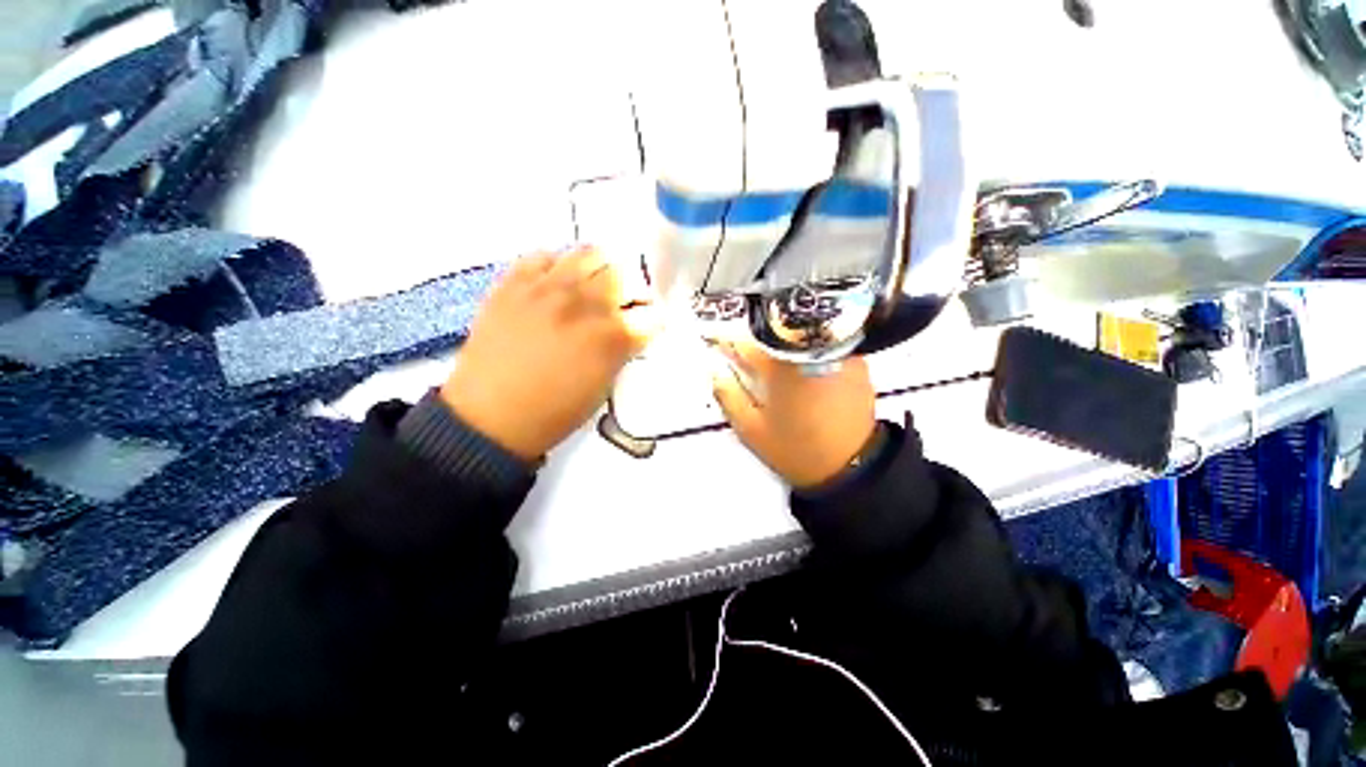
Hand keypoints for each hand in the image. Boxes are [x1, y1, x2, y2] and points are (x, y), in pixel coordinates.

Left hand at [441, 247, 655, 459]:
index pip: (651, 314)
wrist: (489, 417)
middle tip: (623, 305)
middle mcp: (585, 304)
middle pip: (625, 275)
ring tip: (592, 287)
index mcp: (611, 337)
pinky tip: (556, 284)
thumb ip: (621, 351)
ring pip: (589, 254)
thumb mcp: (603, 388)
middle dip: (632, 291)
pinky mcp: (514, 283)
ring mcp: (548, 288)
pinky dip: (558, 266)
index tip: (646, 326)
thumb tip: (628, 330)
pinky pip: (544, 256)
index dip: (653, 321)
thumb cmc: (554, 412)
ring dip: (600, 271)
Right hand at [711, 342, 875, 488]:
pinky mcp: (857, 360)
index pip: (745, 340)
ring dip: (783, 341)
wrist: (851, 466)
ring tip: (777, 362)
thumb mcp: (751, 429)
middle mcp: (809, 350)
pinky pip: (825, 343)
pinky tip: (805, 369)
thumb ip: (728, 395)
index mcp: (780, 365)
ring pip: (800, 333)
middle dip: (756, 338)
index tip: (717, 341)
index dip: (728, 340)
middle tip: (746, 353)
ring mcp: (837, 351)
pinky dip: (809, 349)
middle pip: (774, 330)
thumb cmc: (796, 449)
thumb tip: (715, 369)